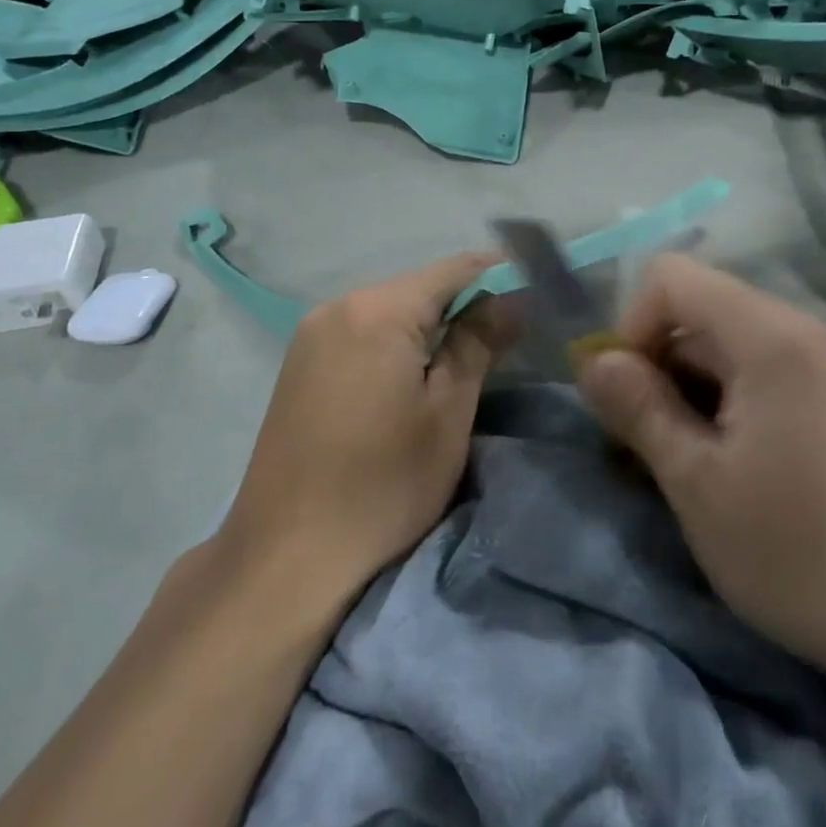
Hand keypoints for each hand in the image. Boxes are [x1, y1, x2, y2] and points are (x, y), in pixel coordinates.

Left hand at [217, 254, 511, 601]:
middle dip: (468, 302)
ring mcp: (312, 334)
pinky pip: (364, 332)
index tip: (539, 292)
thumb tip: (515, 297)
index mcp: (377, 310)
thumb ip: (480, 342)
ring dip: (434, 324)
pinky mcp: (300, 363)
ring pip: (391, 309)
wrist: (287, 557)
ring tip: (474, 353)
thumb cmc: (383, 486)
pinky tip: (418, 371)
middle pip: (420, 286)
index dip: (502, 275)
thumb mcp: (447, 413)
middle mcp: (338, 306)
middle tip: (513, 331)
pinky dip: (399, 341)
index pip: (455, 269)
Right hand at [577, 255, 825, 696]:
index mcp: (774, 337)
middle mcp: (810, 331)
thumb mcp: (695, 481)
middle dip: (660, 365)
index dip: (633, 326)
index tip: (629, 397)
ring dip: (692, 388)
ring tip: (689, 462)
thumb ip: (637, 406)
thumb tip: (593, 360)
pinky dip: (732, 399)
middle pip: (704, 311)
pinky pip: (769, 369)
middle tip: (649, 444)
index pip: (673, 278)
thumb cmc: (794, 551)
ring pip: (733, 343)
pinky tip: (733, 463)